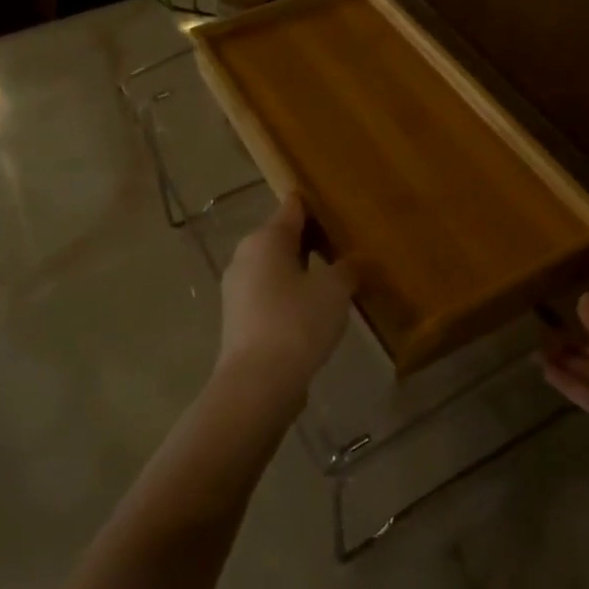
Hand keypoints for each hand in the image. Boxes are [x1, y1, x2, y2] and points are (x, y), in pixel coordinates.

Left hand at [214, 193, 351, 418]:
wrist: (258, 384)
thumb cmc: (297, 323)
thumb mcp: (335, 290)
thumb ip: (347, 269)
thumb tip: (351, 263)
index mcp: (266, 239)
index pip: (294, 207)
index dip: (318, 205)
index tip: (341, 208)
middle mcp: (245, 256)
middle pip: (283, 237)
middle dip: (313, 240)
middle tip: (347, 246)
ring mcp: (238, 289)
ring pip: (276, 268)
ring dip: (303, 270)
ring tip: (337, 280)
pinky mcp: (239, 319)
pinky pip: (270, 294)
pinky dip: (291, 295)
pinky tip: (315, 311)